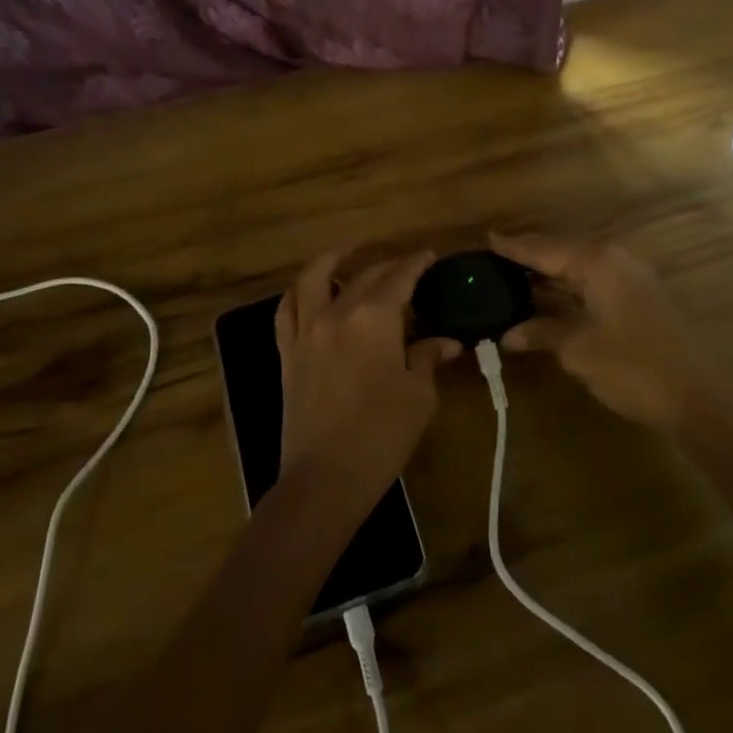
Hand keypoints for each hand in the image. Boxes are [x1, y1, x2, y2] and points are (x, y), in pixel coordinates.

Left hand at [275, 249, 460, 520]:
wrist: (324, 479)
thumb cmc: (381, 436)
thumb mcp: (418, 396)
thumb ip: (427, 358)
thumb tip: (446, 341)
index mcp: (374, 318)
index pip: (400, 278)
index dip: (417, 264)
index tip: (429, 256)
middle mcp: (337, 312)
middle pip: (364, 276)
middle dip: (388, 266)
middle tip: (406, 267)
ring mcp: (306, 330)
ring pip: (313, 279)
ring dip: (332, 260)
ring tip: (348, 253)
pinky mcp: (288, 352)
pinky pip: (286, 310)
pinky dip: (298, 292)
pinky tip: (308, 291)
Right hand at [490, 232, 717, 431]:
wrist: (696, 399)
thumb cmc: (632, 368)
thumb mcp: (579, 350)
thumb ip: (542, 332)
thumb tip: (508, 334)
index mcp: (598, 263)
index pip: (545, 249)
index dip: (515, 246)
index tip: (487, 238)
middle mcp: (616, 260)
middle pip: (563, 251)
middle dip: (530, 256)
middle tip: (495, 258)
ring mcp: (632, 277)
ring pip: (580, 266)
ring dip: (549, 272)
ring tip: (514, 276)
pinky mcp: (640, 297)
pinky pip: (594, 281)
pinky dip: (569, 286)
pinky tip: (550, 297)